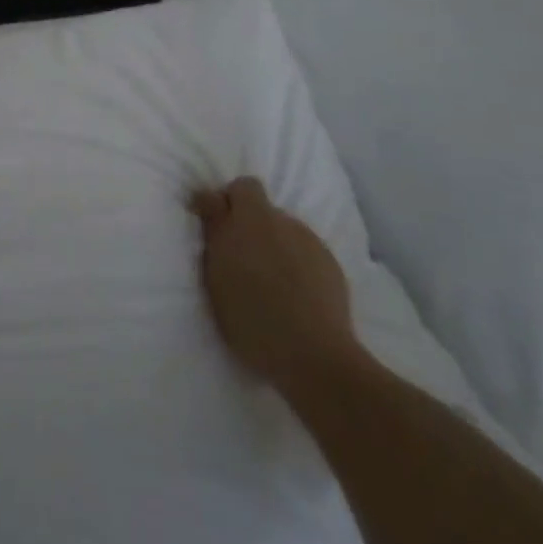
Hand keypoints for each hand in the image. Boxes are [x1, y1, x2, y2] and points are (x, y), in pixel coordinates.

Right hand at [190, 177, 361, 392]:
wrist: (314, 357)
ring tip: (269, 279)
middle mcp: (282, 222)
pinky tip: (294, 293)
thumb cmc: (251, 318)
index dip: (227, 201)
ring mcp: (310, 242)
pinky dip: (295, 263)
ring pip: (284, 230)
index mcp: (250, 219)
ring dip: (272, 243)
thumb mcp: (216, 276)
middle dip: (248, 223)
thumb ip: (214, 232)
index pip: (241, 186)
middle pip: (261, 207)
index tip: (215, 226)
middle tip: (239, 256)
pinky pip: (304, 252)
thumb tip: (211, 201)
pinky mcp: (331, 264)